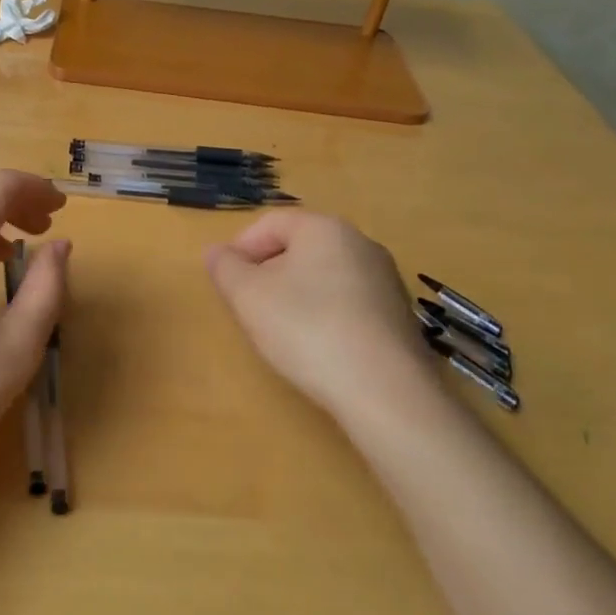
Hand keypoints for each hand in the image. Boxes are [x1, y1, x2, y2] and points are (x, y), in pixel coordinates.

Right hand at [205, 212, 443, 423]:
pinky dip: (326, 316)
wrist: (385, 391)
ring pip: (325, 276)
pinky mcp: (400, 317)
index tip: (227, 281)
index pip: (271, 222)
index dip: (241, 248)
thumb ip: (225, 268)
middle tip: (249, 306)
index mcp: (325, 228)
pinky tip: (318, 348)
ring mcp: (386, 281)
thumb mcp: (248, 296)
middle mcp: (361, 244)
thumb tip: (216, 252)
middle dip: (269, 272)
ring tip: (281, 330)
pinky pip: (350, 304)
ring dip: (297, 295)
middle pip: (300, 247)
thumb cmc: (306, 329)